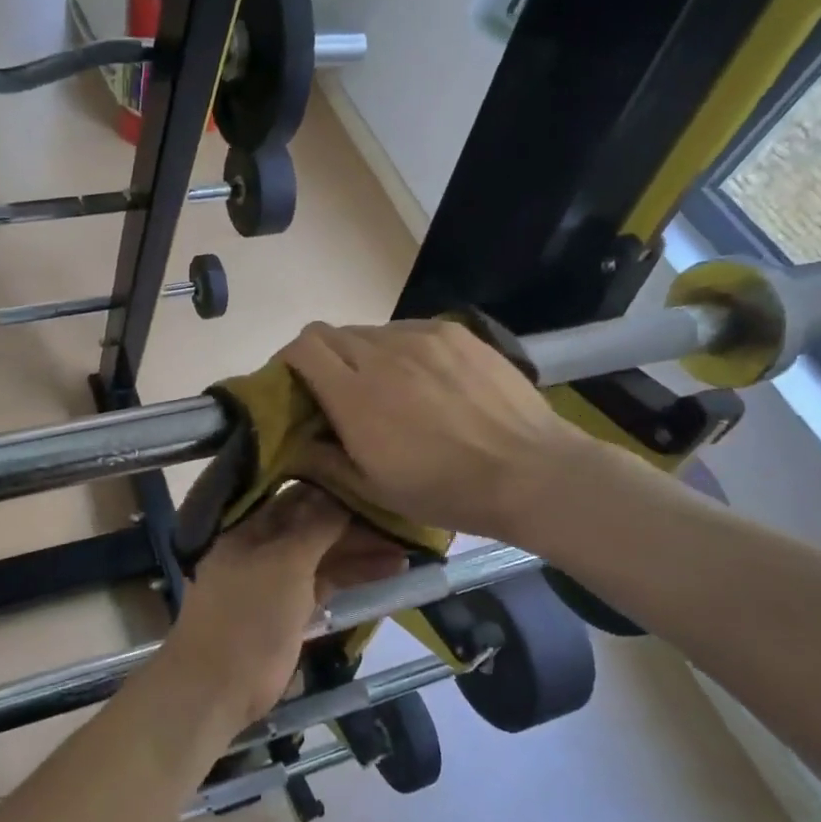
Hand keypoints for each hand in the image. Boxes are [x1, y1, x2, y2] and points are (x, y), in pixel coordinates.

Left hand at [162, 484, 406, 727]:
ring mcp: (274, 584)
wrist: (217, 688)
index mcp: (248, 531)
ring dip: (358, 555)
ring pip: (321, 560)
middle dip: (352, 527)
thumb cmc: (249, 617)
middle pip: (311, 530)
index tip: (370, 489)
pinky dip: (350, 581)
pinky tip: (386, 576)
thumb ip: (314, 528)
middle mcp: (260, 551)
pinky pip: (323, 588)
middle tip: (397, 525)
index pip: (295, 500)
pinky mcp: (288, 615)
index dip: (332, 493)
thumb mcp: (284, 563)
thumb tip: (337, 496)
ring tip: (404, 553)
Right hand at [282, 320, 589, 542]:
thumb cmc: (447, 490)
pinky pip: (408, 330)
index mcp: (355, 396)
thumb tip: (296, 440)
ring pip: (370, 331)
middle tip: (336, 391)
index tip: (293, 384)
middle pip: (330, 333)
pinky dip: (399, 349)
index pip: (302, 348)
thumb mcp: (374, 491)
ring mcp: (422, 337)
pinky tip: (423, 379)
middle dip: (321, 358)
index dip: (289, 361)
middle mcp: (382, 354)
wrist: (532, 472)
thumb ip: (323, 460)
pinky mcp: (454, 332)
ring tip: (386, 387)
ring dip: (362, 354)